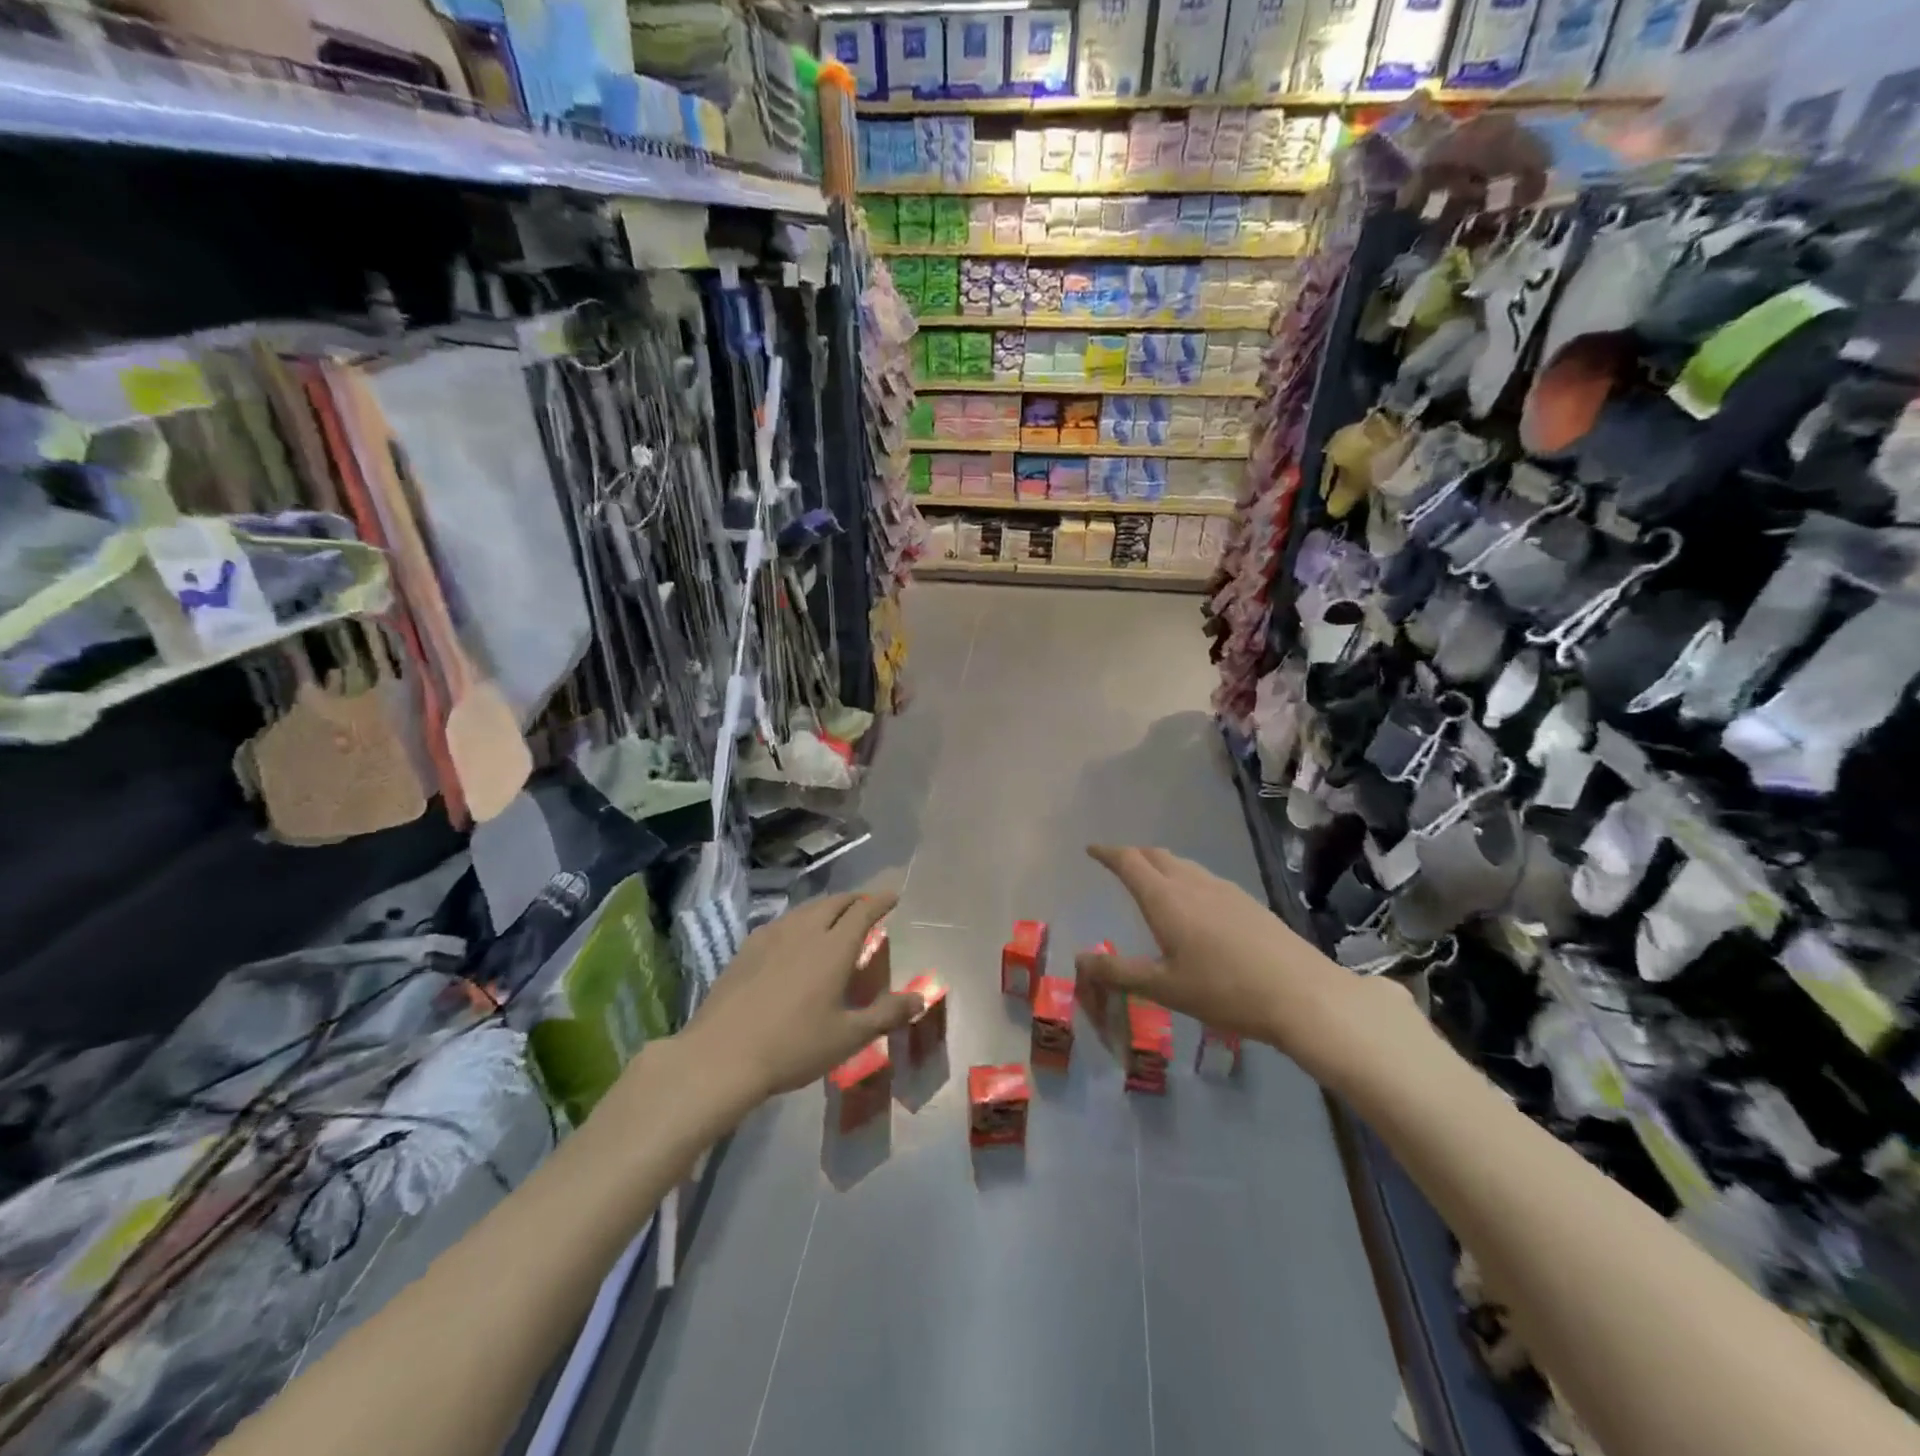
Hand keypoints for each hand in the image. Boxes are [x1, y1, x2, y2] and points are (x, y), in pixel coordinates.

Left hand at [678, 891, 921, 1107]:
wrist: (721, 1056)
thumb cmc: (793, 1046)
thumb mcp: (848, 1037)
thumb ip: (886, 1014)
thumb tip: (920, 998)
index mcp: (833, 948)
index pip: (863, 912)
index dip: (880, 901)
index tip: (892, 895)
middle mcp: (804, 932)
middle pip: (834, 903)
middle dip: (854, 899)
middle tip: (865, 905)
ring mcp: (771, 937)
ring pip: (806, 910)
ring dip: (826, 907)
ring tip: (833, 917)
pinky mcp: (747, 949)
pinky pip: (782, 922)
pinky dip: (799, 920)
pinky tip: (793, 938)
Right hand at [1076, 845, 1413, 1086]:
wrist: (1302, 994)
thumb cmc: (1224, 990)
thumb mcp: (1164, 988)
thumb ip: (1119, 973)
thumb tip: (1080, 959)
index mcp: (1166, 899)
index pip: (1129, 862)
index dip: (1107, 853)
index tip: (1091, 850)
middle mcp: (1192, 884)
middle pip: (1156, 855)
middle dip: (1133, 855)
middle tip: (1117, 864)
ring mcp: (1224, 890)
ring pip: (1183, 865)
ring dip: (1160, 865)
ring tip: (1152, 880)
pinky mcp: (1247, 902)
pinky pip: (1204, 877)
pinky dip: (1184, 878)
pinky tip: (1194, 904)